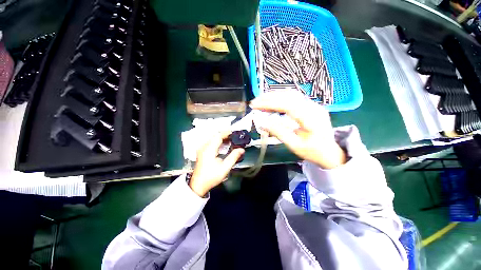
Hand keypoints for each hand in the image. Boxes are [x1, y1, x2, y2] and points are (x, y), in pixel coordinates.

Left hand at [189, 131, 244, 196]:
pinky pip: (210, 142)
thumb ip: (233, 157)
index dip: (226, 133)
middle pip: (215, 136)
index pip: (218, 136)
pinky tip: (222, 145)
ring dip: (221, 138)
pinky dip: (217, 142)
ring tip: (230, 140)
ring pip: (212, 139)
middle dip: (225, 135)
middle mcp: (204, 147)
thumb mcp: (225, 168)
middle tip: (234, 136)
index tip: (234, 132)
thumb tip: (241, 149)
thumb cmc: (211, 176)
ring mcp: (201, 149)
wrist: (198, 185)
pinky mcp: (201, 152)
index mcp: (209, 149)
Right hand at [250, 91, 345, 168]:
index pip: (287, 105)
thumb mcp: (294, 145)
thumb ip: (278, 132)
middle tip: (255, 102)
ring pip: (291, 94)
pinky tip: (272, 101)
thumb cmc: (313, 151)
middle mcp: (314, 107)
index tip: (255, 105)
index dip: (269, 103)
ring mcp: (313, 105)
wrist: (331, 152)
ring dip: (274, 95)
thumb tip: (262, 123)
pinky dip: (280, 98)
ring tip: (261, 101)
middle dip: (269, 97)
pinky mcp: (311, 106)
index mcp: (311, 119)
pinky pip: (294, 97)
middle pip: (289, 95)